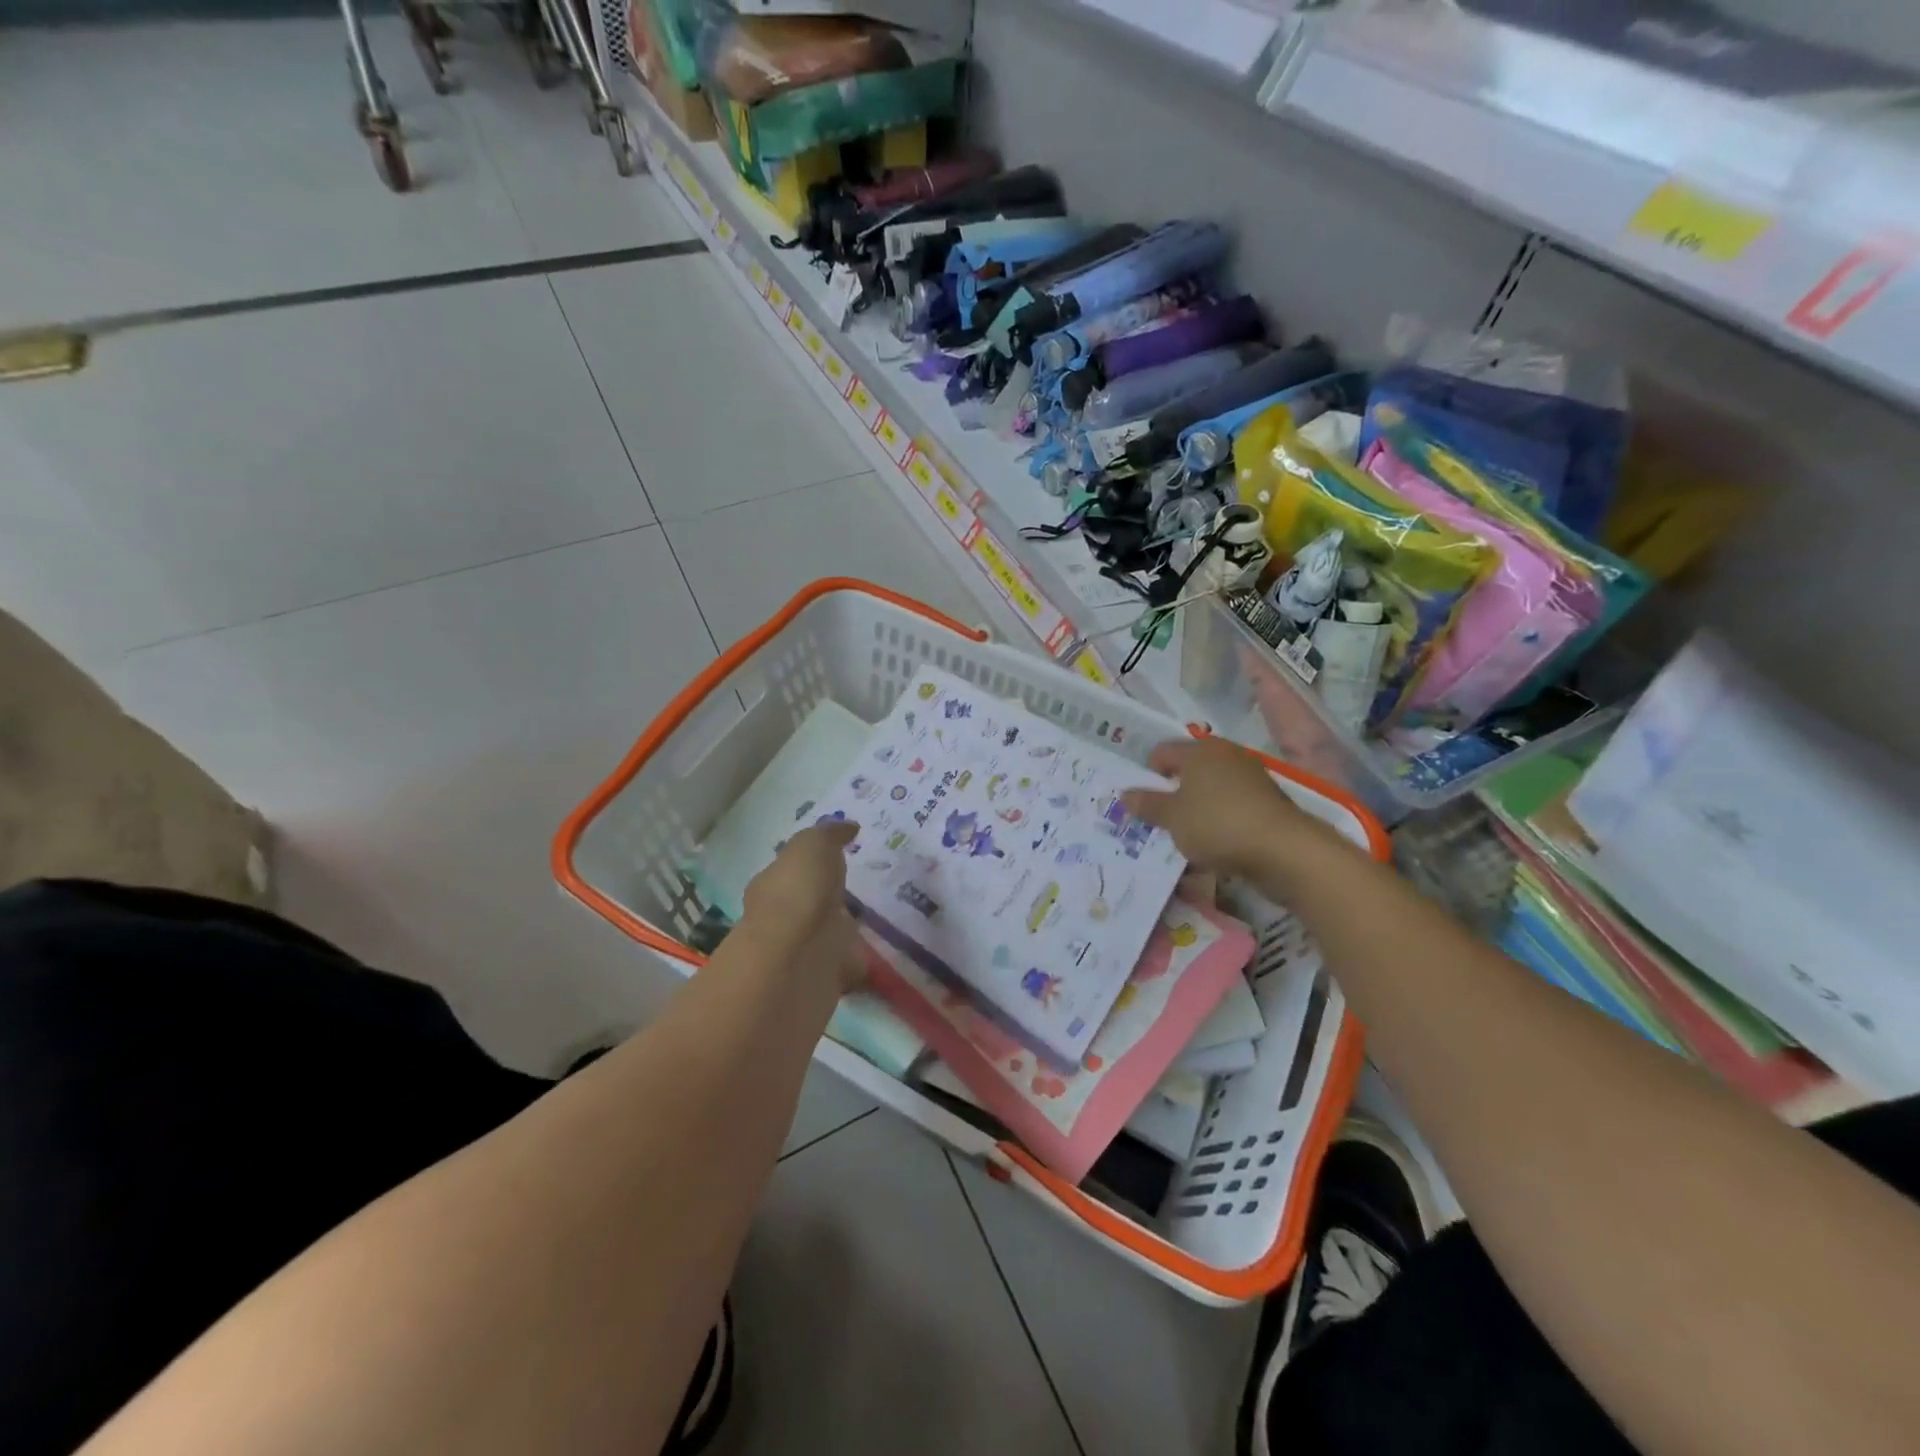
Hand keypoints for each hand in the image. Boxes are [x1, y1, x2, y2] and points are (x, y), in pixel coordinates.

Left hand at [739, 820, 865, 995]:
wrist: (801, 954)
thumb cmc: (799, 891)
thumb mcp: (812, 845)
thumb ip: (829, 834)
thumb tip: (849, 827)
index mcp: (774, 885)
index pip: (791, 872)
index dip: (812, 865)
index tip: (840, 857)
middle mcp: (784, 919)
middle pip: (811, 905)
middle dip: (831, 899)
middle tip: (864, 888)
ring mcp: (806, 950)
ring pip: (831, 935)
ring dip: (847, 930)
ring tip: (881, 918)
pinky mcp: (830, 977)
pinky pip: (851, 963)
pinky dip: (863, 959)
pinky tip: (885, 951)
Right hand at [1122, 739, 1330, 880]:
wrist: (1283, 850)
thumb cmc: (1217, 824)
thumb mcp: (1172, 818)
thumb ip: (1148, 804)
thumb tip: (1125, 794)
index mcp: (1200, 750)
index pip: (1162, 751)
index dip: (1147, 772)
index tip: (1140, 799)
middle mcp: (1226, 756)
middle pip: (1188, 769)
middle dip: (1171, 791)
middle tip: (1155, 817)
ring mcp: (1250, 778)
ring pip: (1210, 790)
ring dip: (1195, 809)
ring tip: (1181, 835)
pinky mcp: (1266, 803)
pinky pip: (1230, 808)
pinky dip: (1217, 821)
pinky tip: (1210, 845)